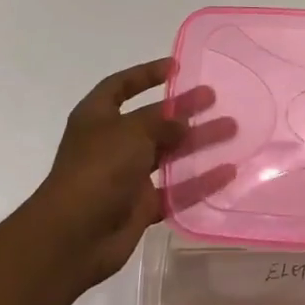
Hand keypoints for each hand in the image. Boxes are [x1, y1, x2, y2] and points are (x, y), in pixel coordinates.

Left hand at [23, 58, 234, 295]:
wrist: (72, 237)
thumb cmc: (97, 169)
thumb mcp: (130, 132)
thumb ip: (161, 123)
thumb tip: (183, 122)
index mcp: (97, 117)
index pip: (121, 86)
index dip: (146, 75)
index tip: (176, 67)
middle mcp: (111, 143)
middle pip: (153, 120)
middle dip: (183, 109)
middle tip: (214, 97)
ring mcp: (126, 177)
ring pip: (168, 154)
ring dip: (198, 142)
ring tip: (232, 129)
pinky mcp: (140, 207)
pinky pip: (175, 190)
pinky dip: (199, 182)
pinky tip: (228, 172)